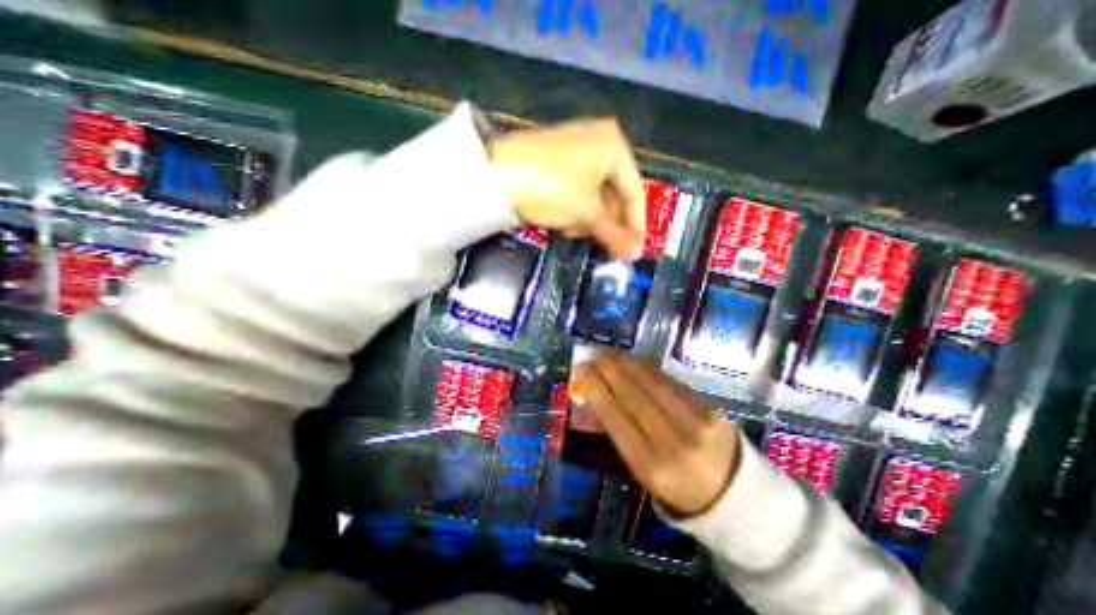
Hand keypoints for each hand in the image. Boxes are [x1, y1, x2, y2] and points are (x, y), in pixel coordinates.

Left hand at [485, 118, 642, 257]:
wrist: (495, 174)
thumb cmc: (551, 188)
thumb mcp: (586, 213)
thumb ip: (614, 233)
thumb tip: (636, 254)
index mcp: (614, 146)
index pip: (635, 192)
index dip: (636, 225)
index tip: (634, 250)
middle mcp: (597, 141)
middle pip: (613, 193)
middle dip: (606, 223)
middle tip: (603, 245)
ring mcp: (574, 149)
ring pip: (593, 194)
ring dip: (587, 218)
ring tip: (573, 231)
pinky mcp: (554, 160)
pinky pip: (575, 189)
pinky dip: (573, 208)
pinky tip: (562, 221)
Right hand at [570, 354, 738, 515]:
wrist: (734, 495)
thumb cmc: (677, 487)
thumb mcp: (642, 471)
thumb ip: (621, 434)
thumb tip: (598, 396)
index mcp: (650, 466)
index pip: (615, 418)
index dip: (596, 389)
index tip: (581, 369)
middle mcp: (673, 443)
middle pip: (633, 396)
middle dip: (609, 370)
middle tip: (593, 354)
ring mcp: (696, 423)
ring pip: (653, 383)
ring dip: (627, 363)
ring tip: (610, 353)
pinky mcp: (711, 409)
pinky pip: (672, 382)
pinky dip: (649, 368)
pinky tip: (635, 361)